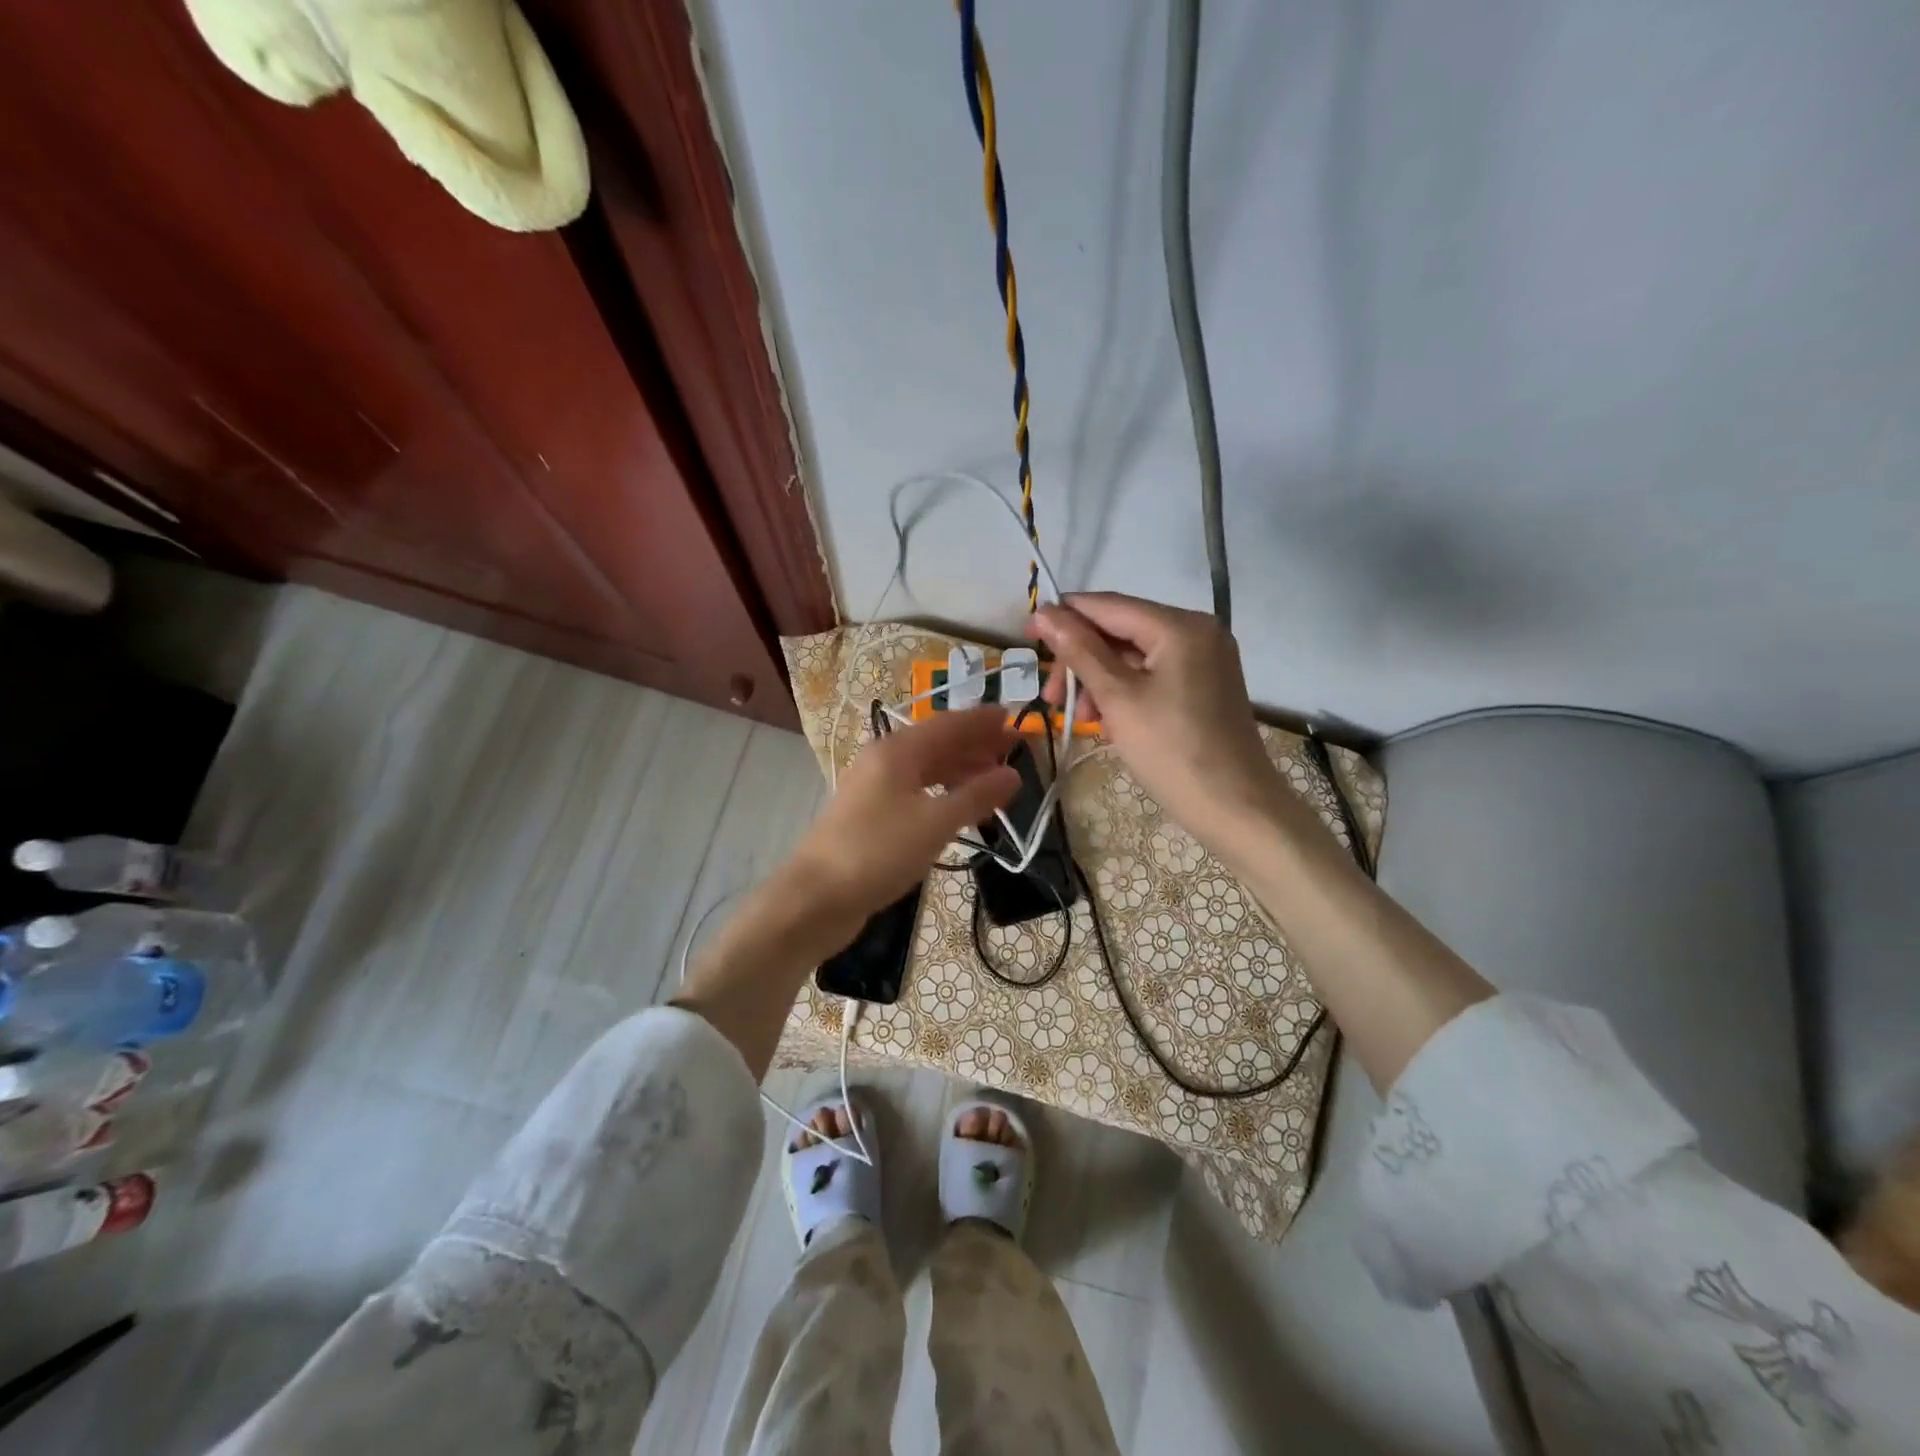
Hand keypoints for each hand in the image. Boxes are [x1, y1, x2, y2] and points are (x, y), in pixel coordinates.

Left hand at [786, 706, 1018, 945]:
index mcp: (897, 751)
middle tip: (1015, 749)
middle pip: (938, 744)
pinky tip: (961, 807)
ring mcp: (875, 788)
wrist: (816, 898)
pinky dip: (944, 793)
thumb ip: (976, 796)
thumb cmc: (878, 852)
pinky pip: (916, 792)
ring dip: (962, 770)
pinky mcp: (871, 815)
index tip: (1015, 717)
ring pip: (927, 769)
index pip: (949, 724)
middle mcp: (884, 761)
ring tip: (996, 778)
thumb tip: (1013, 775)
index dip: (982, 721)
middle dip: (976, 745)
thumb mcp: (935, 823)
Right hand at [1028, 593, 1280, 846]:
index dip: (1064, 616)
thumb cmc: (1172, 751)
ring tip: (1082, 718)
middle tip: (1053, 698)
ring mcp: (1205, 659)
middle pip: (1121, 631)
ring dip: (1100, 680)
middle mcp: (1198, 631)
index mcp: (1180, 626)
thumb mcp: (1118, 698)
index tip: (1026, 633)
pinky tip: (1108, 721)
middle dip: (1082, 660)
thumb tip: (1045, 611)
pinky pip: (1153, 675)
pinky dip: (1125, 692)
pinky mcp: (1205, 685)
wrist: (1235, 808)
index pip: (1108, 606)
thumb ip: (1080, 651)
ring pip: (1134, 656)